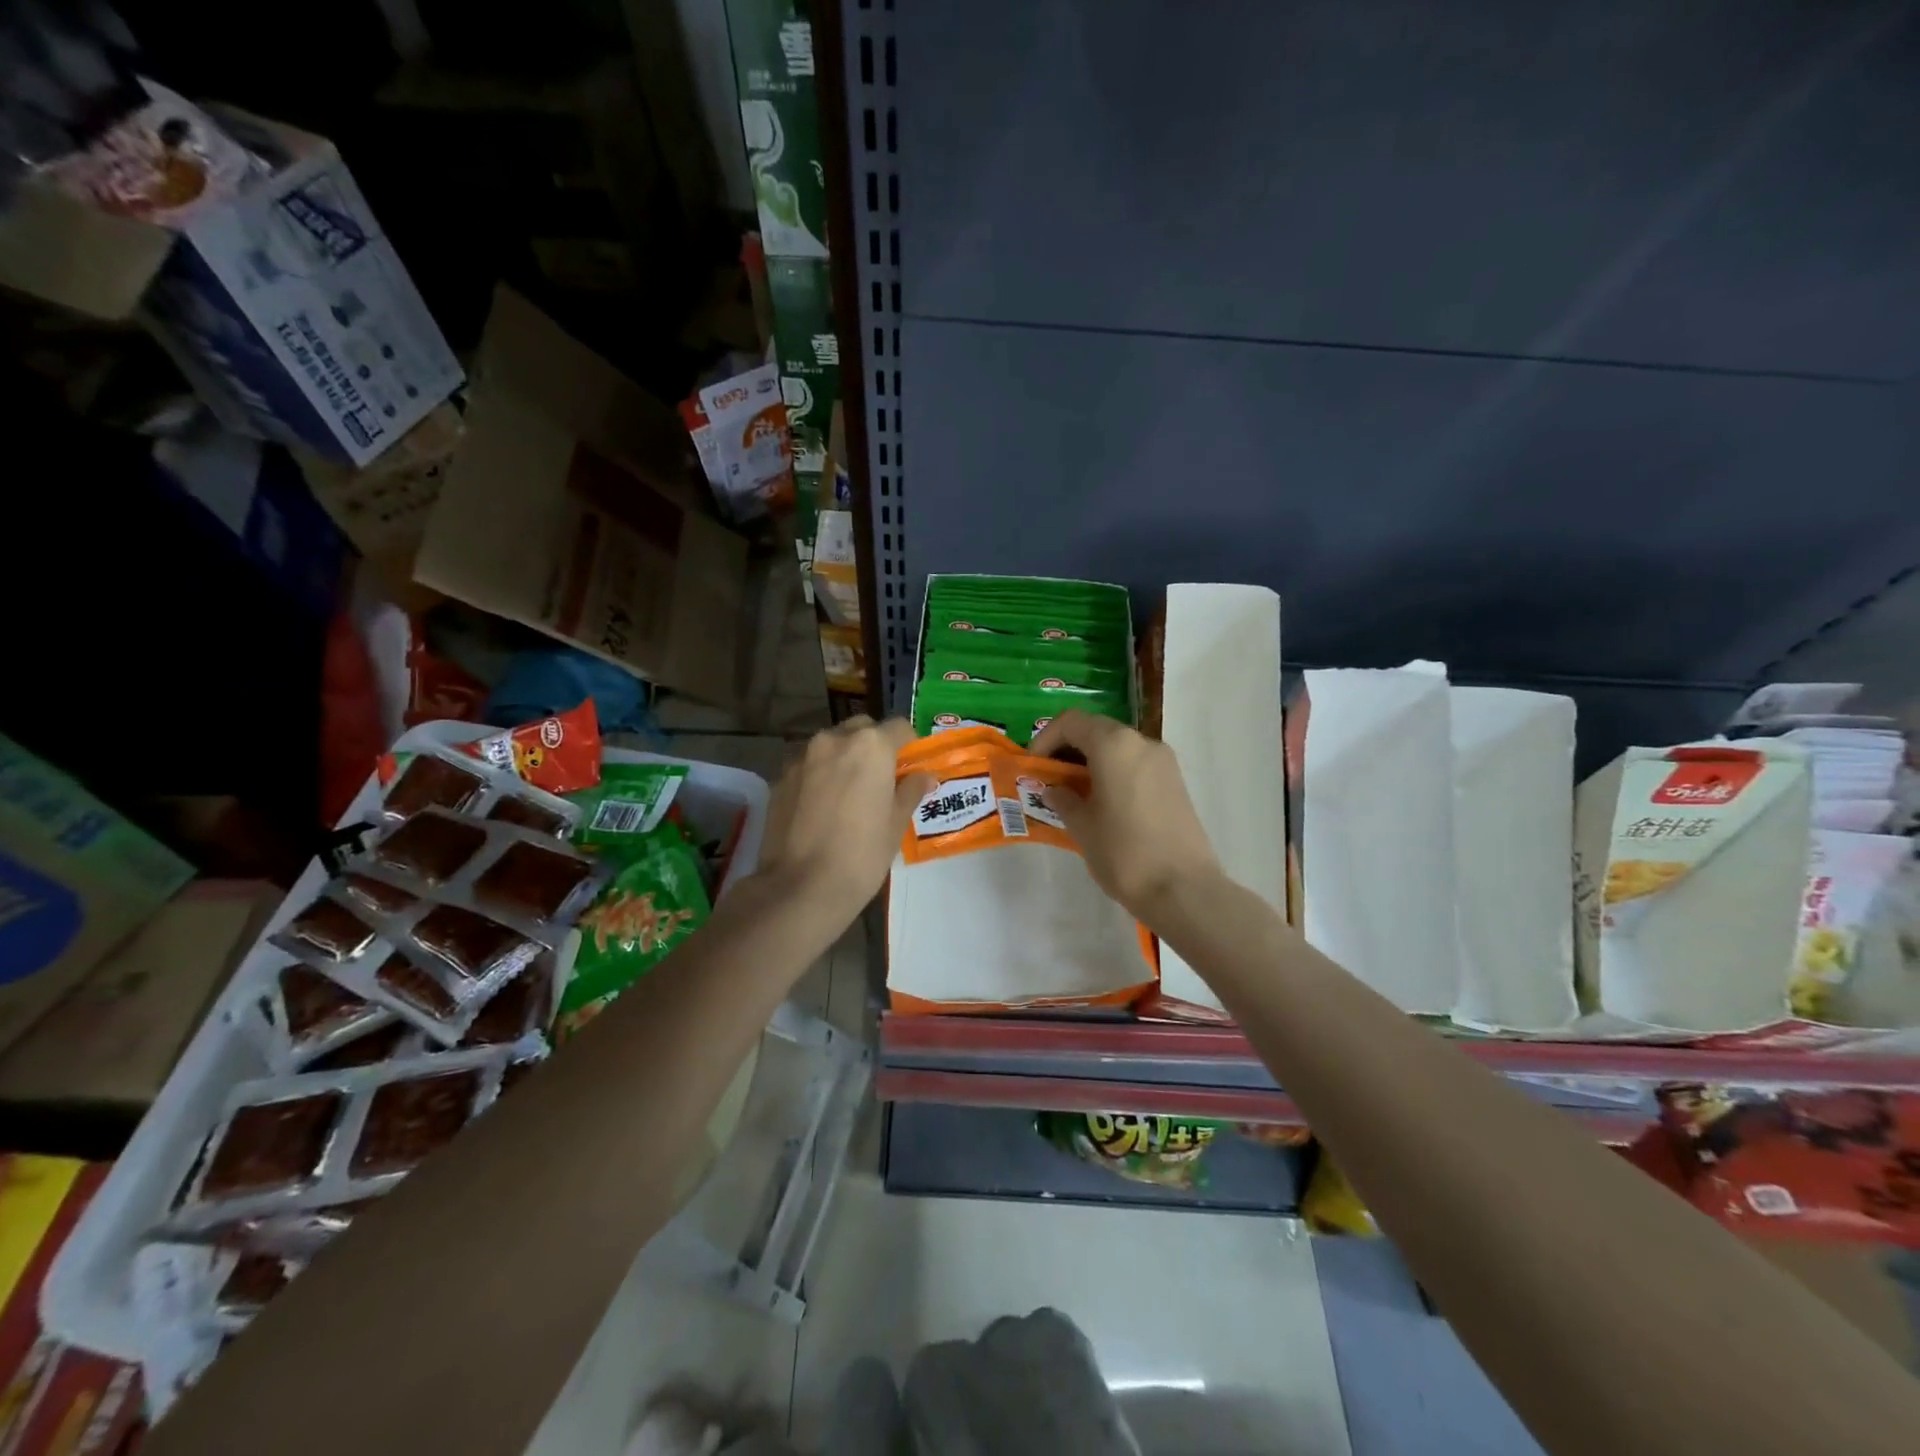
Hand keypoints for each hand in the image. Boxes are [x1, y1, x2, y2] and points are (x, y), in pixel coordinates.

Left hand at [755, 717, 933, 919]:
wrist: (801, 886)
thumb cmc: (862, 853)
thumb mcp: (896, 823)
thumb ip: (911, 790)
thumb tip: (924, 776)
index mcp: (870, 746)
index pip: (899, 728)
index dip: (909, 746)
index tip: (911, 769)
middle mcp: (834, 740)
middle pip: (862, 729)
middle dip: (874, 746)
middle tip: (881, 779)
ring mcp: (802, 757)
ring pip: (831, 745)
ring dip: (844, 758)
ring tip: (849, 794)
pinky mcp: (780, 778)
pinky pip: (809, 766)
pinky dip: (820, 776)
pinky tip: (823, 808)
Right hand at [1028, 709, 1222, 925]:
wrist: (1183, 889)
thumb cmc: (1123, 852)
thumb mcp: (1082, 826)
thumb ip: (1063, 800)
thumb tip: (1053, 790)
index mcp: (1114, 745)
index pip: (1071, 722)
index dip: (1045, 739)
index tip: (1033, 767)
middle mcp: (1141, 742)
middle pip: (1096, 730)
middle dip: (1068, 749)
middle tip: (1050, 779)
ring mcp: (1163, 761)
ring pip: (1118, 747)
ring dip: (1092, 761)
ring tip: (1074, 794)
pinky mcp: (1175, 782)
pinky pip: (1135, 764)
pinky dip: (1114, 772)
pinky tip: (1103, 804)